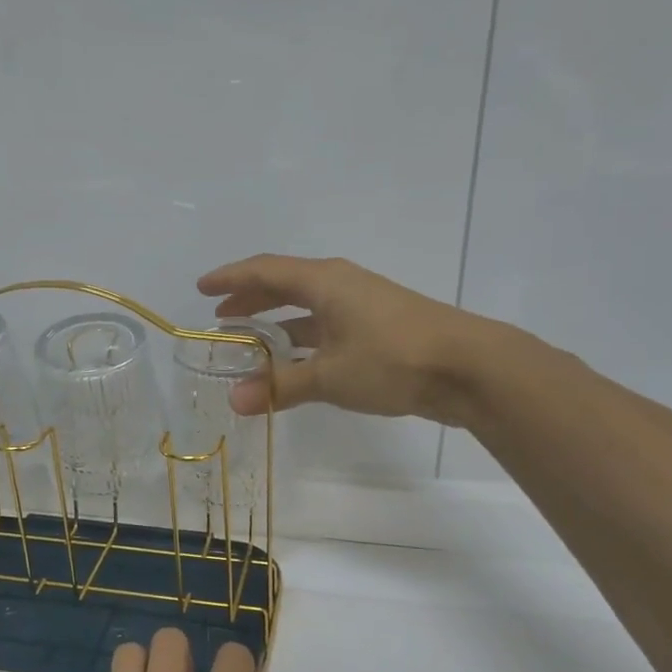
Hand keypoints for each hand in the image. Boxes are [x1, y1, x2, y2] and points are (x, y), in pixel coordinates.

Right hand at [197, 254, 505, 425]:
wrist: (469, 368)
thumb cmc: (392, 359)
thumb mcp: (329, 375)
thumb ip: (280, 387)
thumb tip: (233, 400)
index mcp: (325, 282)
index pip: (265, 271)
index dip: (230, 278)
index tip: (202, 287)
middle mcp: (341, 286)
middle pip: (285, 284)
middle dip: (251, 298)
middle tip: (222, 316)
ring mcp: (362, 307)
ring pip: (306, 308)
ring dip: (276, 322)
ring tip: (249, 341)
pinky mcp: (377, 330)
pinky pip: (325, 327)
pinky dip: (302, 341)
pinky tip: (293, 363)